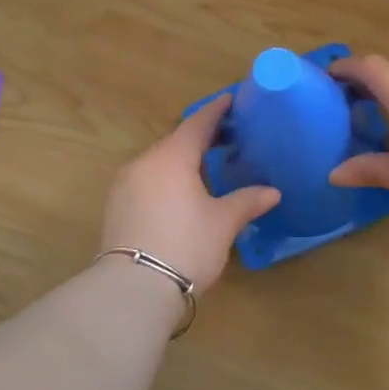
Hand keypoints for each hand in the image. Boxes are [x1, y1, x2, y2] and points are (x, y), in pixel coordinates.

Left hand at [101, 96, 279, 294]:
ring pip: (159, 164)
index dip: (216, 111)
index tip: (232, 99)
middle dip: (201, 140)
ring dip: (182, 162)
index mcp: (171, 157)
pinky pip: (147, 182)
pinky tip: (181, 197)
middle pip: (176, 142)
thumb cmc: (186, 245)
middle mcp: (144, 163)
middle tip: (228, 140)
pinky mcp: (116, 209)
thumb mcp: (223, 222)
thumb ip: (247, 200)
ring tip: (207, 171)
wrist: (134, 289)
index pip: (198, 124)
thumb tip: (272, 192)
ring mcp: (124, 186)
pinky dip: (167, 181)